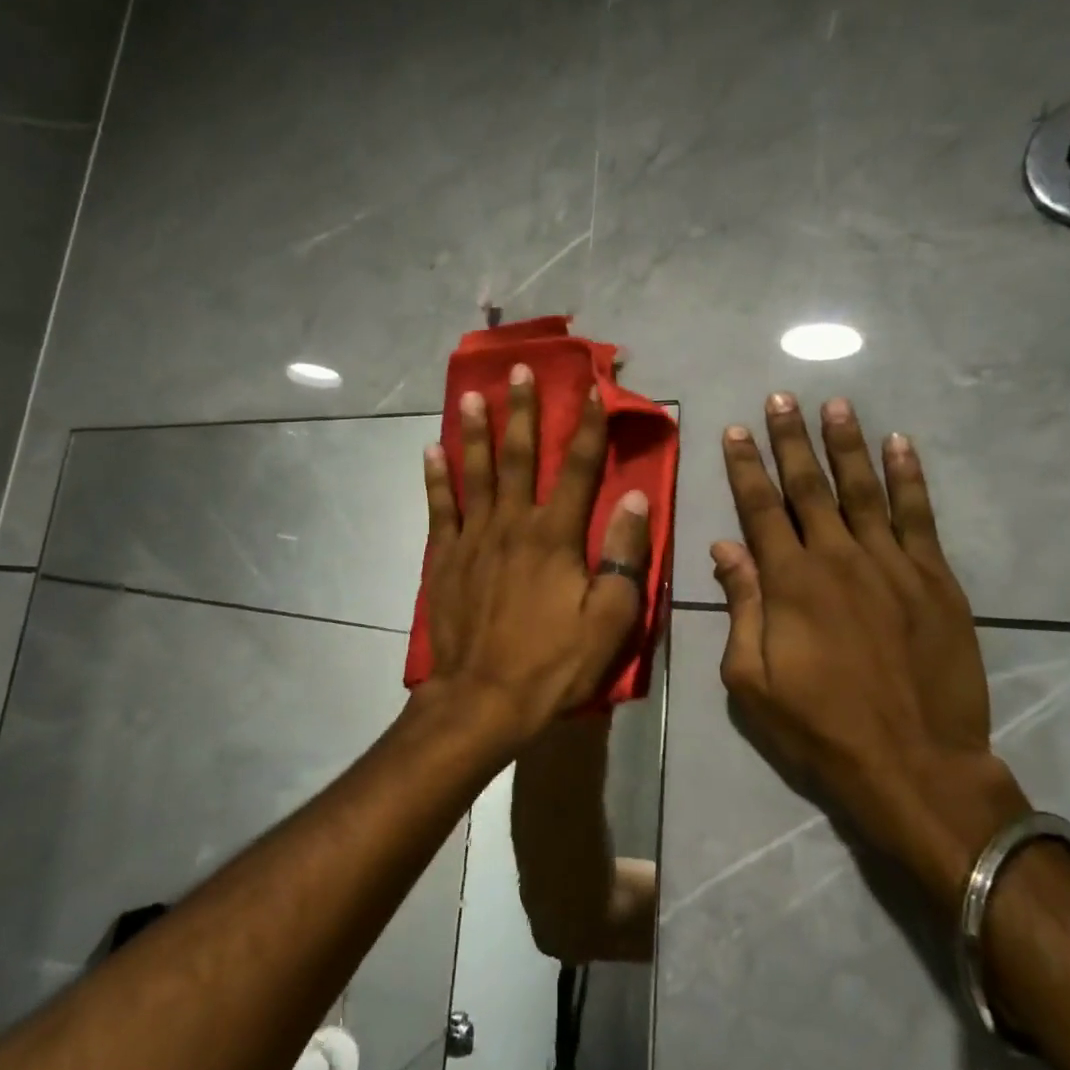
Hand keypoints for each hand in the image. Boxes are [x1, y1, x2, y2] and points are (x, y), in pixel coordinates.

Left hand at [422, 364, 652, 749]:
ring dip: (476, 430)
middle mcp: (513, 524)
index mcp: (556, 536)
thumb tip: (638, 499)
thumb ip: (624, 556)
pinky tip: (432, 450)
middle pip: (520, 456)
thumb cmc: (553, 663)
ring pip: (476, 472)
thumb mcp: (609, 619)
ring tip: (473, 394)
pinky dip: (436, 477)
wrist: (483, 699)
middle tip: (521, 370)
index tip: (593, 389)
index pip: (579, 468)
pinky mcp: (445, 557)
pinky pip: (440, 507)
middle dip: (523, 410)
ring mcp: (473, 538)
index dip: (589, 426)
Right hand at [711, 393, 1026, 910]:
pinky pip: (919, 516)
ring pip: (864, 490)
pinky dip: (909, 478)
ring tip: (836, 405)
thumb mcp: (753, 679)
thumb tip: (725, 549)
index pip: (760, 508)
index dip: (745, 467)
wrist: (915, 764)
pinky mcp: (934, 579)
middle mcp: (838, 558)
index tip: (735, 430)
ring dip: (847, 444)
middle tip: (780, 398)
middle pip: (809, 487)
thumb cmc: (821, 726)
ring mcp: (892, 565)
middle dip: (790, 440)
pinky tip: (900, 445)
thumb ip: (741, 607)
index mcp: (789, 582)